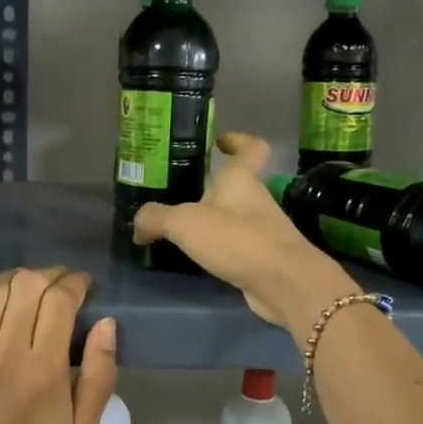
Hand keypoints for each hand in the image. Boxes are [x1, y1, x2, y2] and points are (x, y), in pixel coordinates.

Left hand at [0, 267, 118, 423]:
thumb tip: (107, 324)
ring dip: (13, 280)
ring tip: (25, 289)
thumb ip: (100, 376)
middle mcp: (5, 355)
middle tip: (58, 285)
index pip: (59, 301)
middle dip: (48, 275)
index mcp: (44, 371)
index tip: (83, 287)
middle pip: (26, 286)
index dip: (74, 283)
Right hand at [132, 132, 356, 336]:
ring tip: (180, 232)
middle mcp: (255, 199)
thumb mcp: (184, 223)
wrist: (284, 283)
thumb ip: (156, 219)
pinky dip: (220, 249)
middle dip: (211, 188)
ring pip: (235, 217)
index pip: (250, 147)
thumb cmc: (237, 239)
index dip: (237, 140)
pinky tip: (199, 259)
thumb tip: (138, 226)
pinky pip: (237, 246)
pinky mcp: (264, 259)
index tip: (219, 141)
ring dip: (213, 221)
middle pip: (236, 185)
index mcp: (240, 179)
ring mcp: (263, 230)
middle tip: (178, 196)